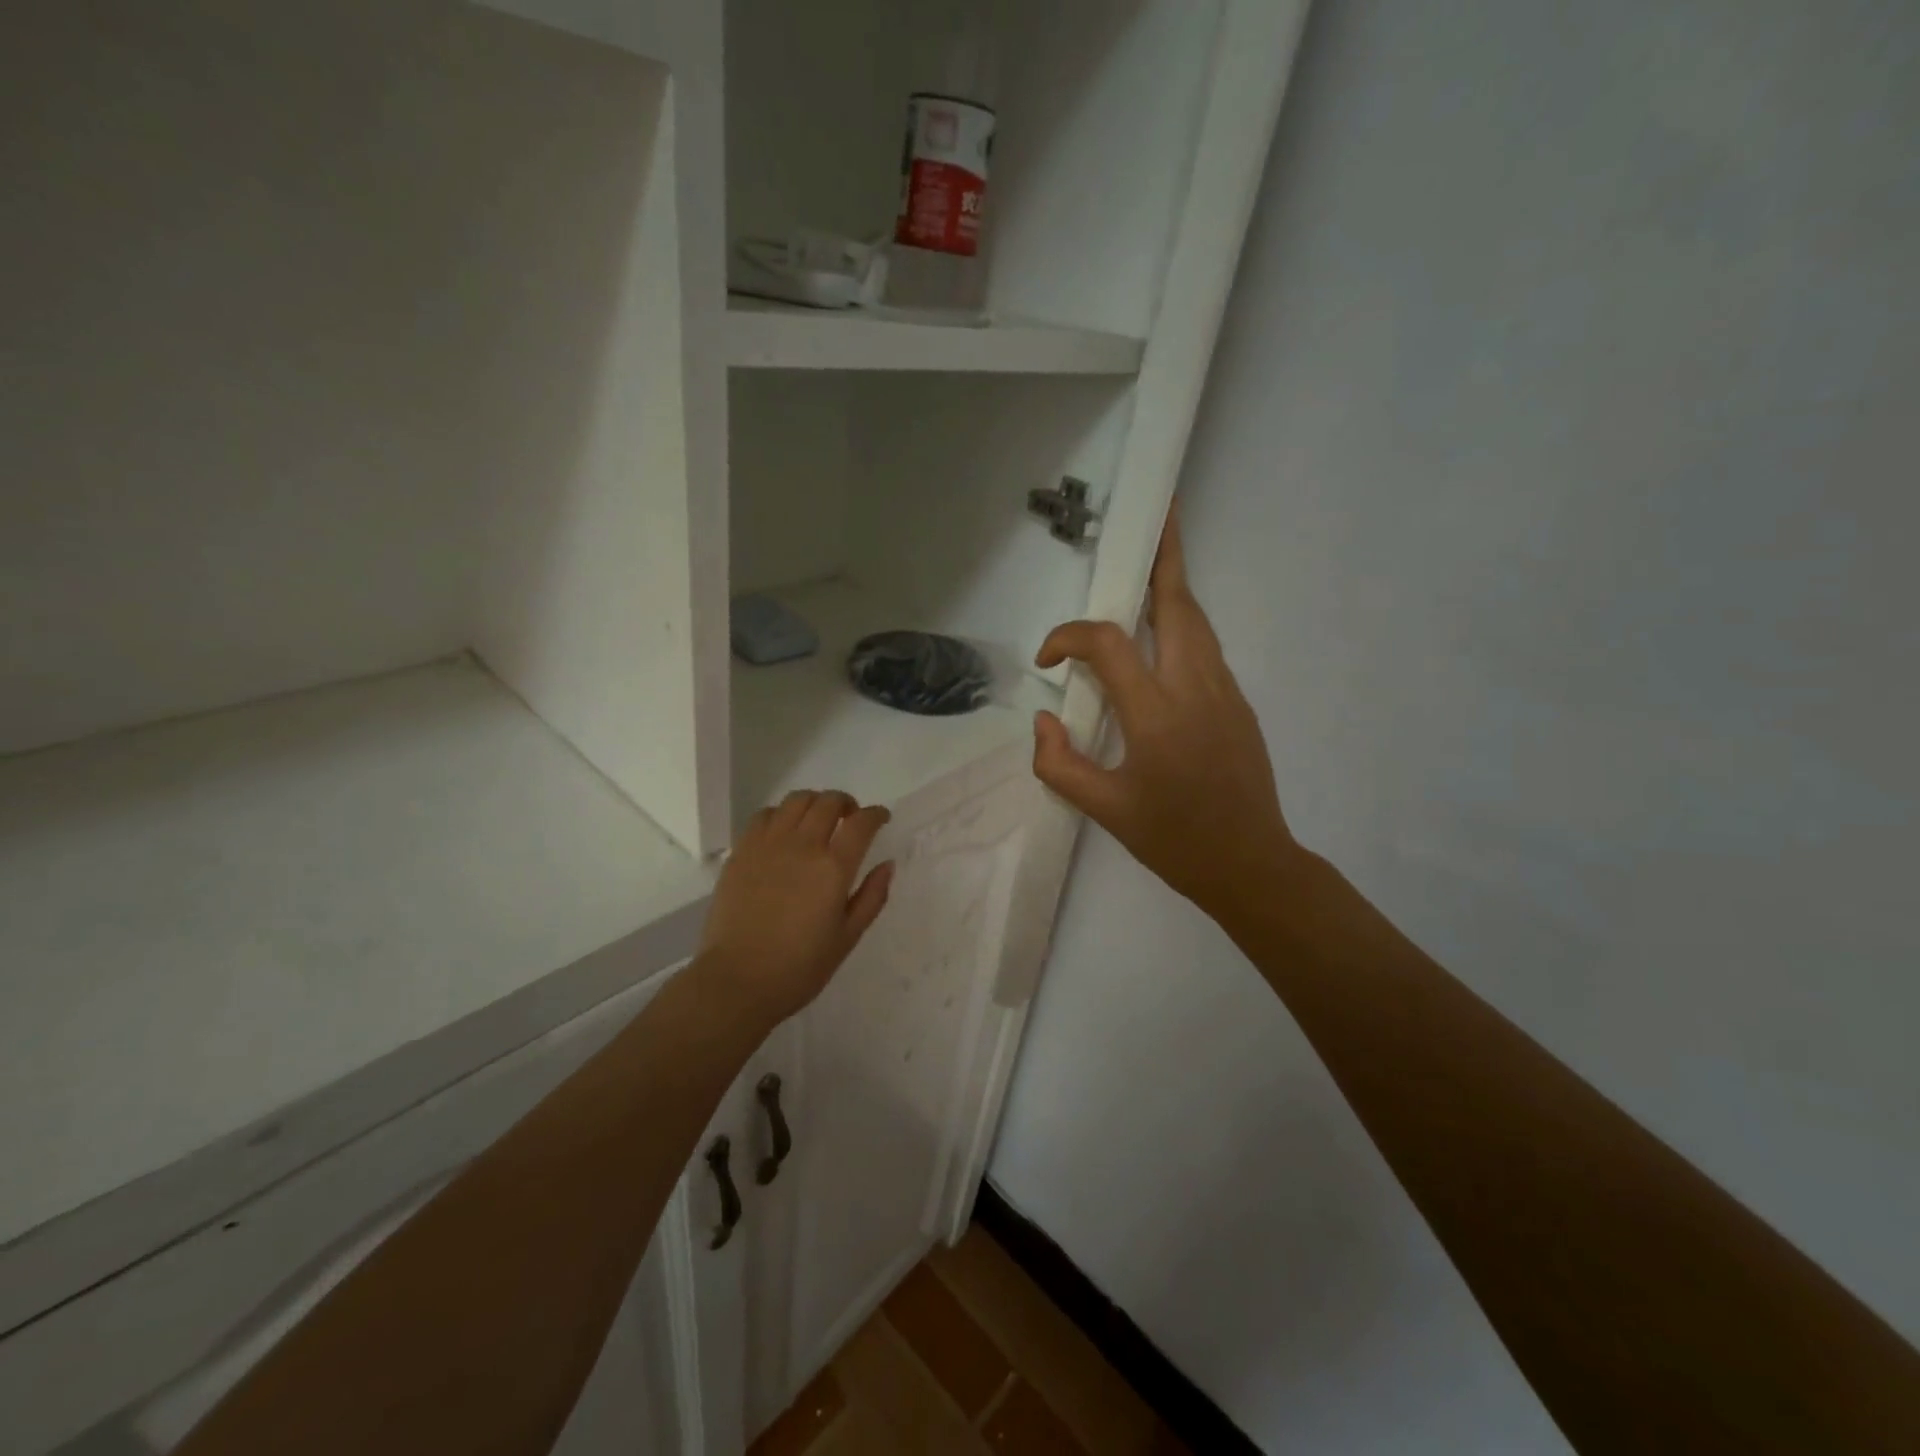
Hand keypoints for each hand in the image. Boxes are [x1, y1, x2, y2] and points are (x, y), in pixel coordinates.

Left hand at [697, 791, 894, 1024]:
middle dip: (846, 803)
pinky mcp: (742, 851)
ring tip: (818, 820)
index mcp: (833, 868)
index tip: (881, 818)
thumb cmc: (799, 968)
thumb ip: (871, 897)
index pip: (861, 822)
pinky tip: (784, 832)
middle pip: (829, 802)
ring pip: (796, 800)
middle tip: (850, 819)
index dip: (876, 814)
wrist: (736, 981)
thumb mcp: (847, 938)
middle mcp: (802, 845)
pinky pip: (765, 815)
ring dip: (814, 803)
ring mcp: (768, 844)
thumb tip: (887, 864)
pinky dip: (782, 814)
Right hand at [1032, 506, 1298, 919]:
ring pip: (1197, 621)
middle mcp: (1196, 688)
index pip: (1108, 645)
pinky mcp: (1239, 703)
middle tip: (1156, 513)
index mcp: (1157, 714)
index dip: (1069, 638)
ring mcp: (1225, 691)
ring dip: (1173, 585)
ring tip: (1155, 557)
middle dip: (1165, 554)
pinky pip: (1205, 648)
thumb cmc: (1174, 840)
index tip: (1047, 661)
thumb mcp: (1104, 811)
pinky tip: (1162, 633)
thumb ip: (1060, 764)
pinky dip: (1181, 623)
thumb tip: (1042, 721)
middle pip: (1178, 603)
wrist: (1251, 864)